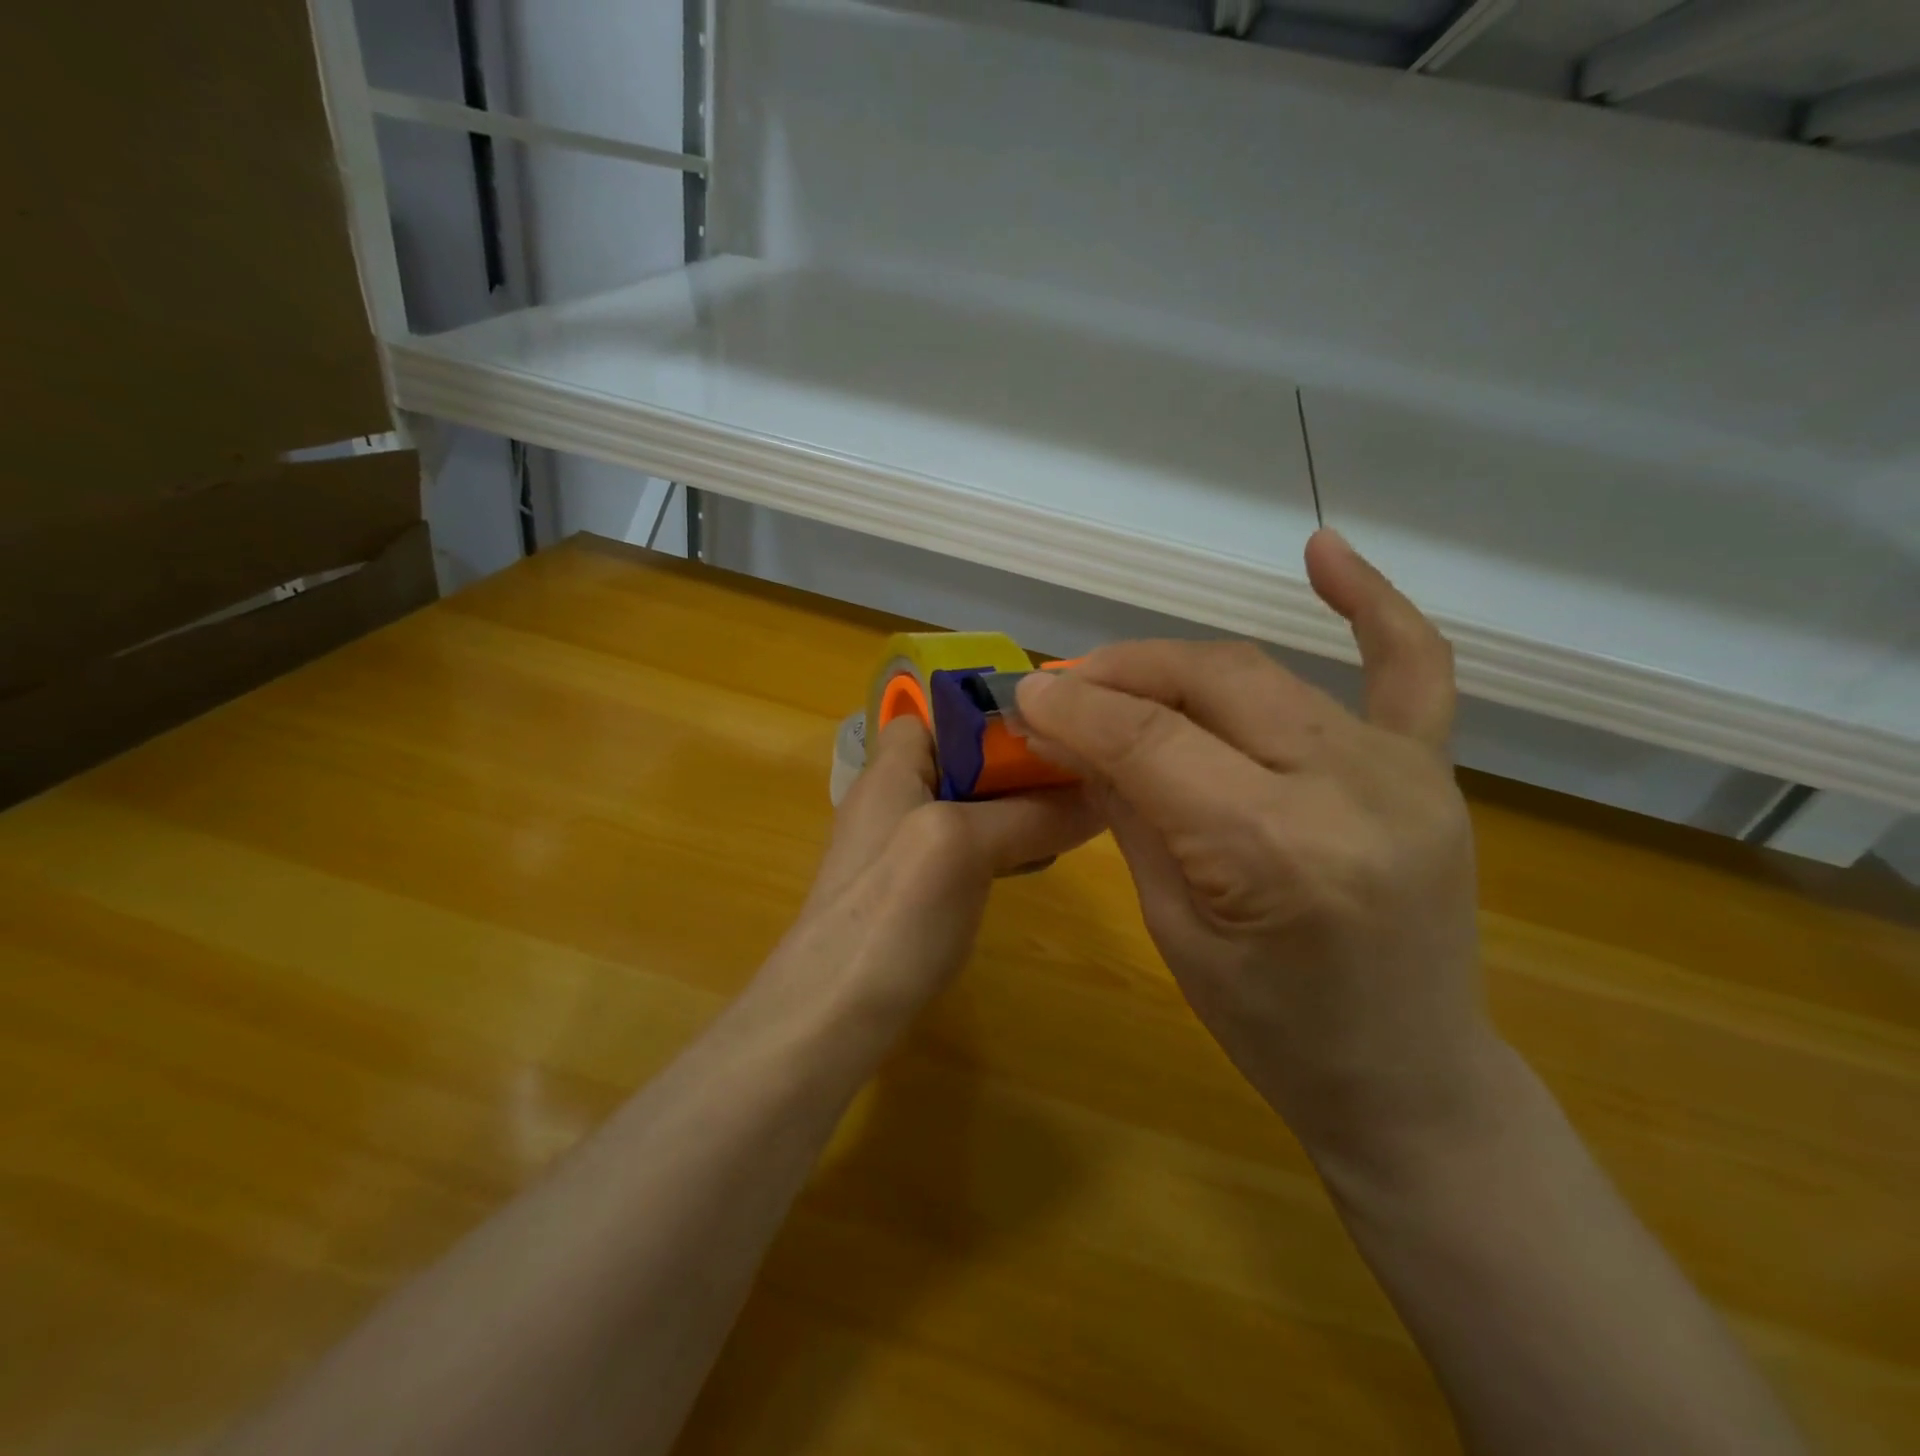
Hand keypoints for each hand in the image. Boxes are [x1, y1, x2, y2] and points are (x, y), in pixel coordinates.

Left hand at [787, 714, 1101, 1019]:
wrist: (829, 1017)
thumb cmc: (891, 913)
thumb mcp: (962, 845)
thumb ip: (1029, 814)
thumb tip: (1099, 795)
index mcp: (892, 768)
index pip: (941, 712)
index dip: (993, 714)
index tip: (1054, 728)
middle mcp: (891, 798)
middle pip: (962, 760)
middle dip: (1016, 764)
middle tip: (1079, 777)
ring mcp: (897, 848)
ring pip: (967, 807)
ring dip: (1014, 809)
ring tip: (1070, 817)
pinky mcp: (909, 892)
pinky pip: (962, 849)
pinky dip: (998, 848)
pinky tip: (1032, 864)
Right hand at [1014, 530, 1487, 1168]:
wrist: (1408, 1078)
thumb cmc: (1273, 1032)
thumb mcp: (1174, 930)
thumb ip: (1128, 811)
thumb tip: (1070, 731)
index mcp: (1275, 851)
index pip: (1150, 741)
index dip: (1073, 708)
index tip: (1020, 694)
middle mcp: (1348, 789)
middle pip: (1208, 684)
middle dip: (1117, 675)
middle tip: (1060, 690)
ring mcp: (1402, 769)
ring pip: (1262, 672)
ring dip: (1177, 663)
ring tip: (1119, 676)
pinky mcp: (1429, 768)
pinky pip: (1412, 665)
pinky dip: (1369, 604)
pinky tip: (1322, 550)